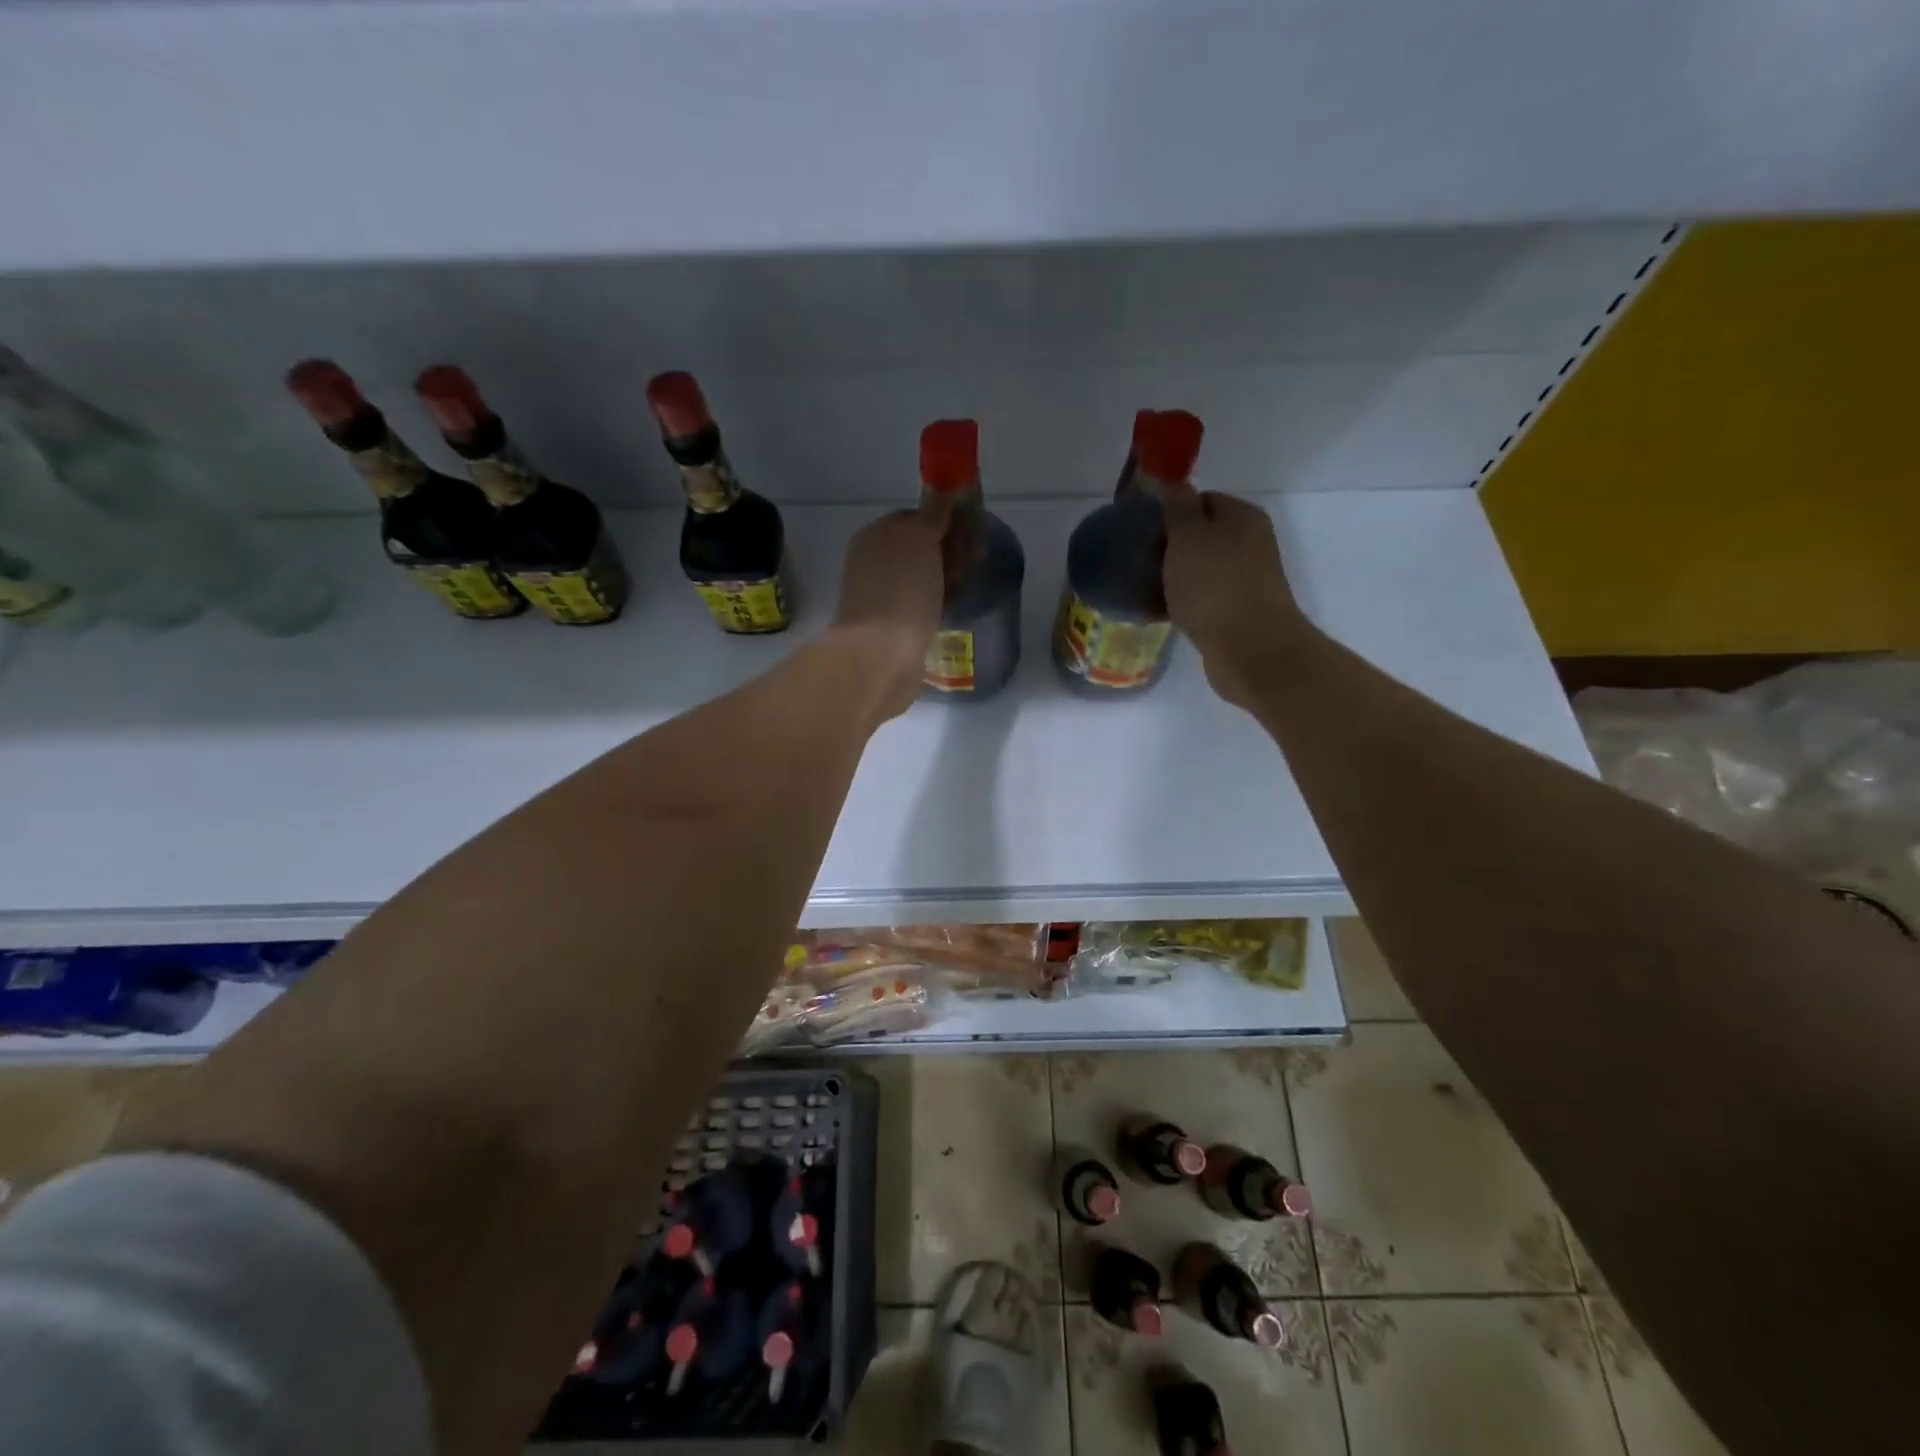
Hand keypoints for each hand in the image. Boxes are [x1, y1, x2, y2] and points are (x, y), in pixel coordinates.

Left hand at [827, 497, 951, 723]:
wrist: (881, 657)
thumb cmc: (902, 591)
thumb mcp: (919, 538)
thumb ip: (932, 514)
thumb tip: (942, 493)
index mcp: (874, 536)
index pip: (914, 517)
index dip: (944, 521)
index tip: (972, 531)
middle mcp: (872, 564)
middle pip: (918, 549)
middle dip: (947, 552)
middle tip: (977, 561)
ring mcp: (880, 598)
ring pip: (921, 579)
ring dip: (944, 580)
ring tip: (969, 587)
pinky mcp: (892, 629)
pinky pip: (920, 607)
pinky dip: (937, 606)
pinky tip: (953, 611)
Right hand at [1162, 489, 1314, 708]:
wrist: (1249, 649)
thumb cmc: (1214, 586)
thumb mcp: (1188, 536)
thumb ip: (1178, 507)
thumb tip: (1173, 484)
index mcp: (1241, 516)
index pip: (1200, 499)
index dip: (1169, 512)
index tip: (1142, 531)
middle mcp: (1249, 542)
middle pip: (1199, 535)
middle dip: (1167, 547)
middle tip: (1136, 562)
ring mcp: (1246, 579)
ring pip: (1199, 569)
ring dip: (1172, 577)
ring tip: (1141, 589)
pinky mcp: (1237, 612)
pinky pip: (1202, 598)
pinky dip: (1181, 602)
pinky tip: (1158, 613)